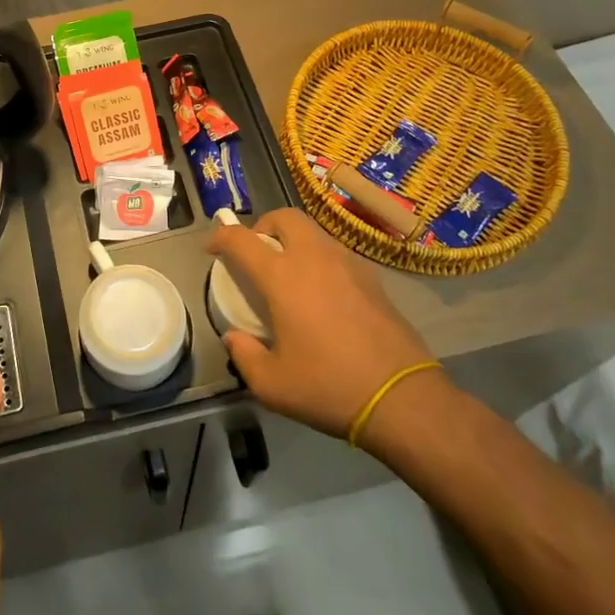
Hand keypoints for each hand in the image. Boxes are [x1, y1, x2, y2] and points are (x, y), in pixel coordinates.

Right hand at [207, 207, 444, 443]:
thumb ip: (245, 356)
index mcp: (282, 277)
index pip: (241, 240)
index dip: (221, 237)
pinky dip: (320, 258)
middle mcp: (313, 258)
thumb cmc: (329, 387)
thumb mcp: (273, 385)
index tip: (212, 248)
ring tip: (290, 272)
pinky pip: (337, 252)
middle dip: (264, 226)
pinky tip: (323, 292)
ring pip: (313, 231)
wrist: (402, 397)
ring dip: (294, 240)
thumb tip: (235, 337)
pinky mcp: (372, 279)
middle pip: (284, 217)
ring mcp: (347, 264)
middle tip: (258, 251)